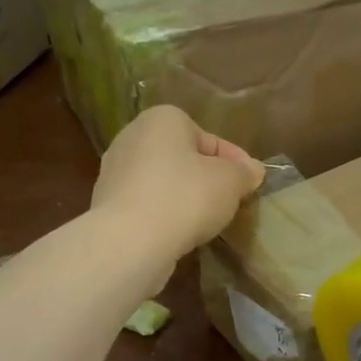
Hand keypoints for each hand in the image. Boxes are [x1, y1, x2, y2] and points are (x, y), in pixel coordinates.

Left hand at [92, 106, 264, 274]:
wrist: (130, 242)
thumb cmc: (185, 197)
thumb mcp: (230, 181)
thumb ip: (244, 172)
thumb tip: (252, 170)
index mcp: (163, 119)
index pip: (210, 139)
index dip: (236, 162)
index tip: (251, 184)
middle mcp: (132, 137)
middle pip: (184, 158)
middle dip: (208, 178)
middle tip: (230, 201)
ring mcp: (115, 172)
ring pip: (164, 182)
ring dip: (185, 197)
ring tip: (206, 220)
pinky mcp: (107, 204)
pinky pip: (147, 204)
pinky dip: (164, 215)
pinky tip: (179, 233)